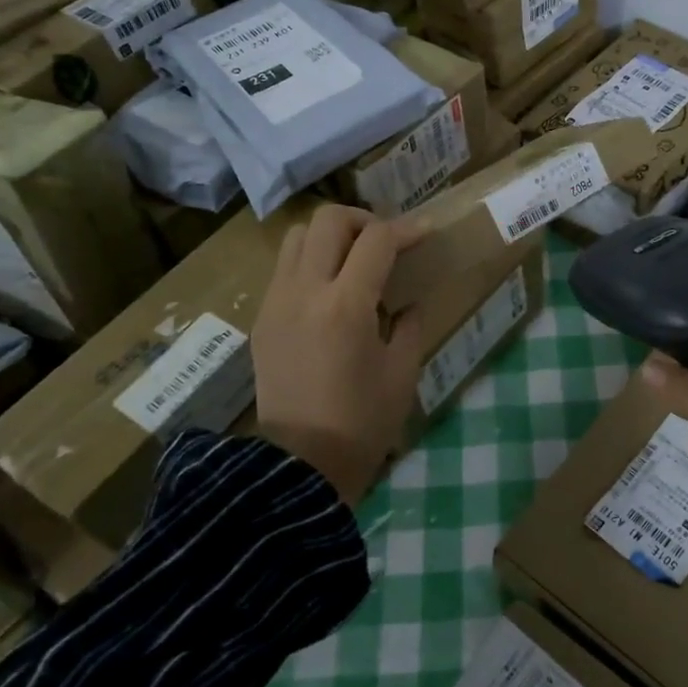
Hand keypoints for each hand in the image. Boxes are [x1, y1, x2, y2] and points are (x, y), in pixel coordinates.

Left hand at [252, 205, 425, 506]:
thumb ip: (409, 323)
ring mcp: (275, 303)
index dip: (406, 228)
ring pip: (297, 237)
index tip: (426, 232)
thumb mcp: (402, 372)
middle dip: (363, 220)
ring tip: (354, 260)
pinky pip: (284, 268)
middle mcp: (304, 292)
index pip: (376, 240)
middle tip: (385, 242)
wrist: (301, 466)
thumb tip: (408, 300)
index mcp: (346, 307)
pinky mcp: (261, 319)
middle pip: (327, 220)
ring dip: (329, 237)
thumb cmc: (362, 423)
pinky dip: (310, 262)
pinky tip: (330, 290)